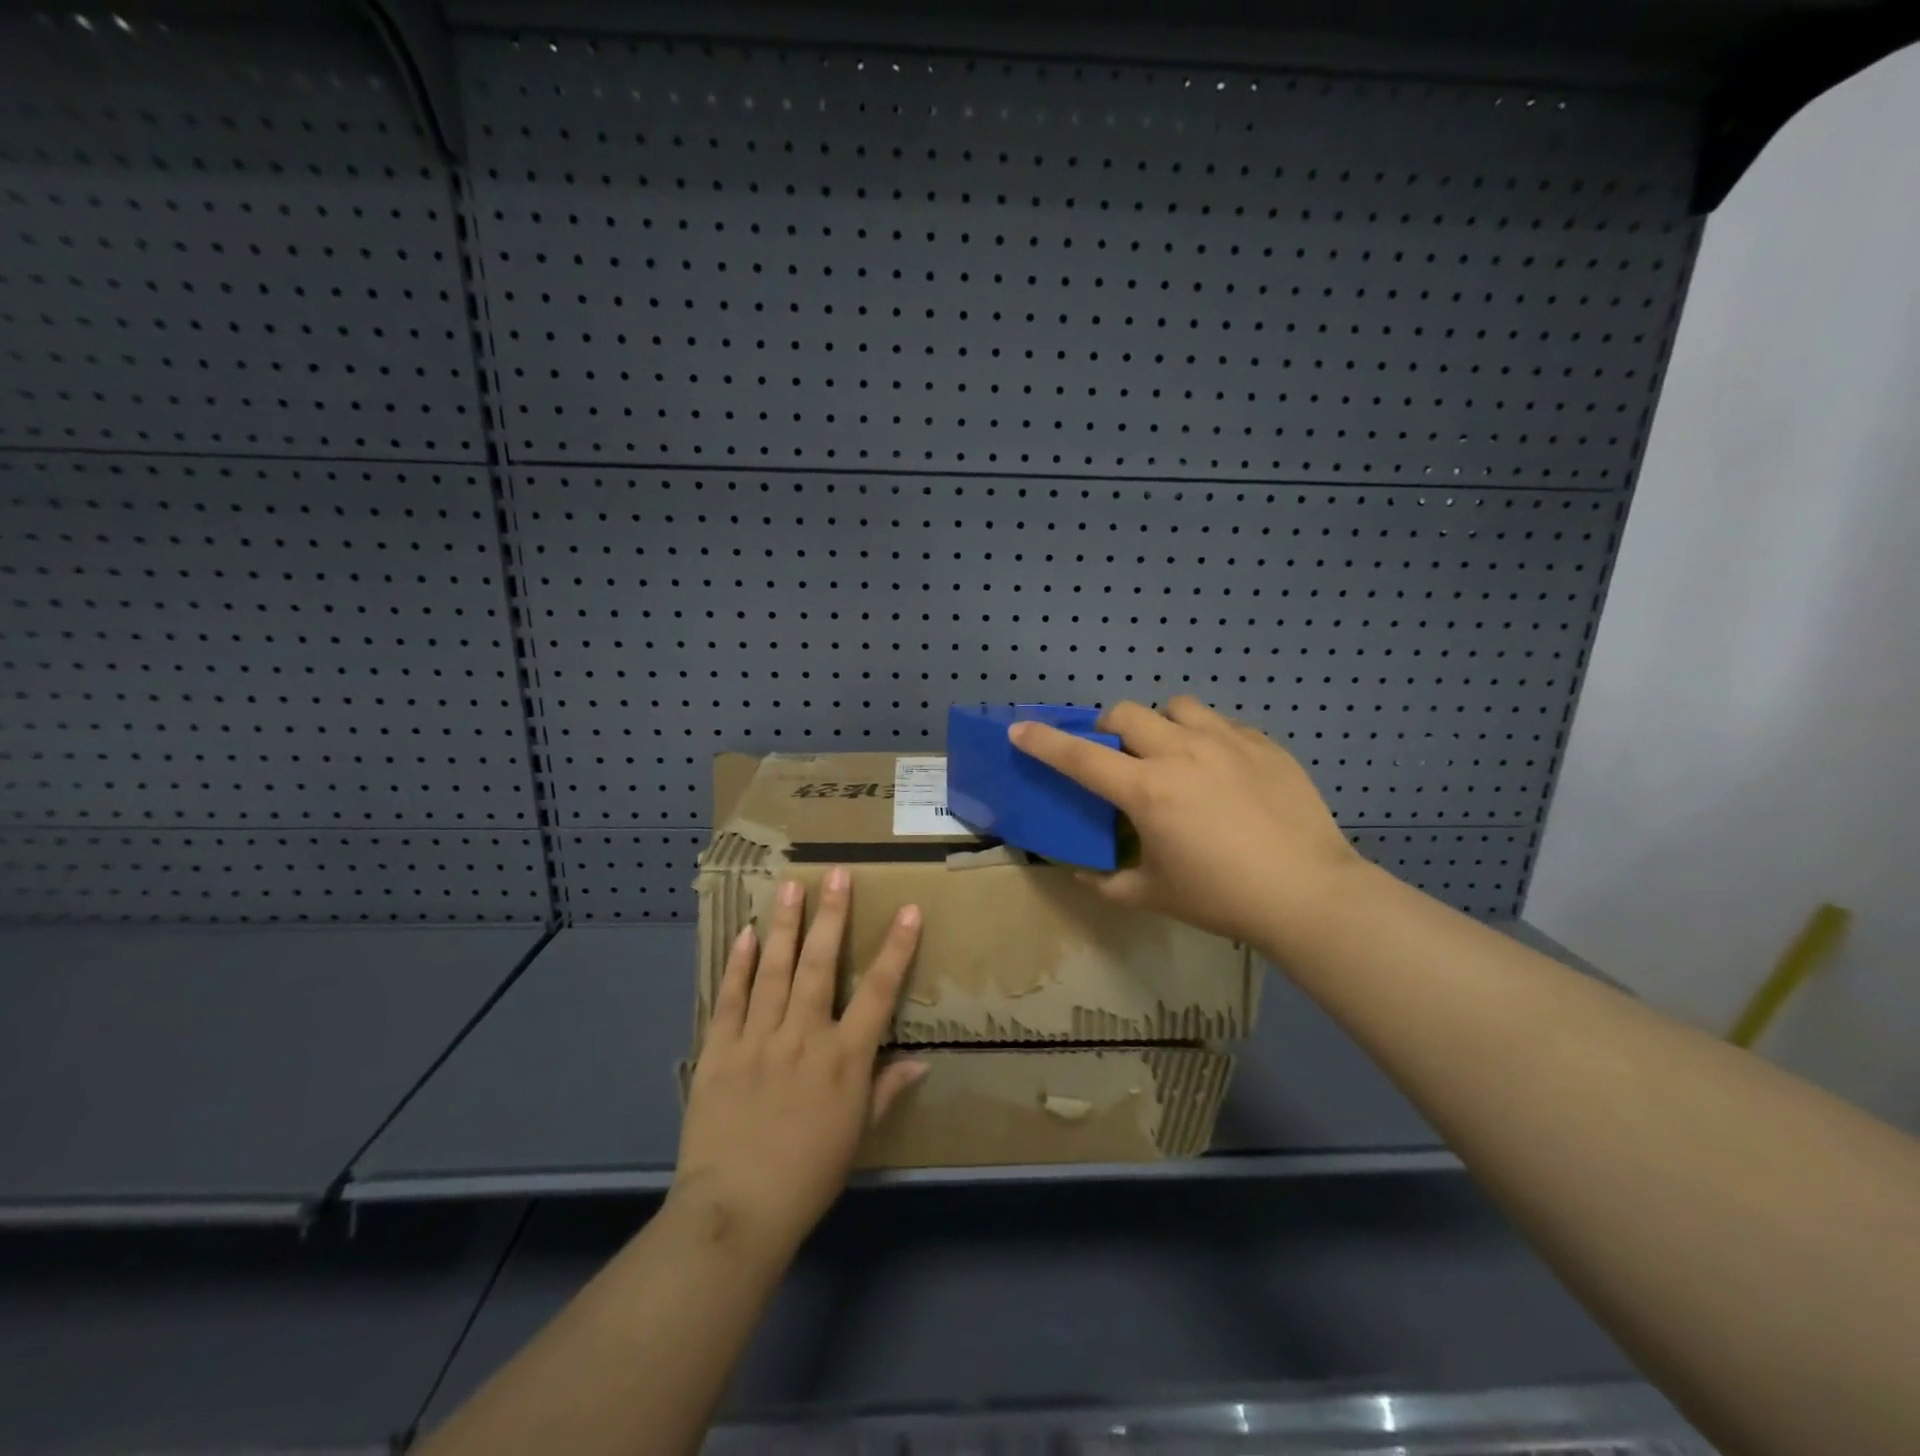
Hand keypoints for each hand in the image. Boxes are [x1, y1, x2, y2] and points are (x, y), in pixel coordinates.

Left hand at [670, 868, 925, 1262]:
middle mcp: (804, 1036)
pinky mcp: (719, 1051)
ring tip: (790, 886)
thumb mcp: (856, 1137)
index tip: (908, 910)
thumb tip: (919, 1062)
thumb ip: (885, 1091)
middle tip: (836, 874)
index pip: (878, 993)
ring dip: (784, 926)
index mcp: (844, 1059)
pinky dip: (738, 966)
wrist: (735, 1211)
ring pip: (774, 970)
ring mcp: (758, 1039)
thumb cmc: (808, 1176)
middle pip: (819, 965)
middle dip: (831, 916)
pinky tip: (744, 934)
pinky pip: (730, 999)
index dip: (896, 949)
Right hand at [1010, 696, 1363, 949]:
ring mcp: (1226, 741)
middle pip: (1124, 713)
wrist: (1309, 893)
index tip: (1020, 729)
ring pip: (1176, 706)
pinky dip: (1207, 737)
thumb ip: (1105, 881)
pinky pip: (1222, 724)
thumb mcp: (1151, 895)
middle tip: (1119, 758)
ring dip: (1160, 724)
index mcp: (1146, 791)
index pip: (1080, 756)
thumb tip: (1080, 871)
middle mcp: (1180, 752)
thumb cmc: (1222, 898)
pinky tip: (1221, 770)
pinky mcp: (1263, 743)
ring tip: (1173, 753)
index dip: (1044, 742)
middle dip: (1108, 728)